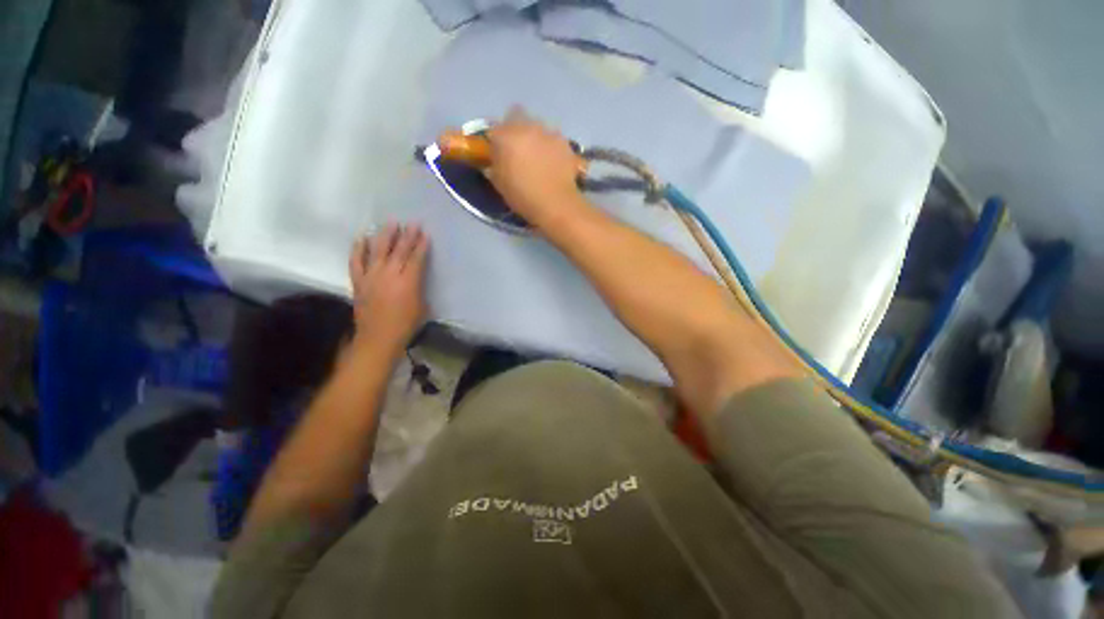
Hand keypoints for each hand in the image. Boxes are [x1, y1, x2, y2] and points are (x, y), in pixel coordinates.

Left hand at [348, 223, 429, 354]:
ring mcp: (371, 276)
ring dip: (385, 235)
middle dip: (407, 236)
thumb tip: (416, 279)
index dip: (421, 245)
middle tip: (412, 223)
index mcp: (408, 281)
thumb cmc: (406, 325)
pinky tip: (362, 238)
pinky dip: (358, 249)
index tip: (424, 233)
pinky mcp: (358, 282)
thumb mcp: (423, 306)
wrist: (378, 338)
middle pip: (399, 250)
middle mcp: (389, 274)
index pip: (416, 258)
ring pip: (378, 251)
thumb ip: (420, 288)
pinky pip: (356, 261)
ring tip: (390, 223)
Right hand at [487, 107, 588, 229]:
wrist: (555, 203)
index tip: (498, 151)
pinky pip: (554, 138)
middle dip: (516, 129)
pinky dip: (552, 146)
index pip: (494, 128)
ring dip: (535, 137)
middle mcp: (525, 127)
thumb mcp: (499, 184)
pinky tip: (554, 162)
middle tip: (519, 149)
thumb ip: (494, 166)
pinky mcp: (564, 141)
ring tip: (539, 157)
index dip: (496, 139)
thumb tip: (494, 161)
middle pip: (517, 116)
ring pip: (537, 126)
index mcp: (505, 136)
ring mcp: (547, 132)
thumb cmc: (522, 196)